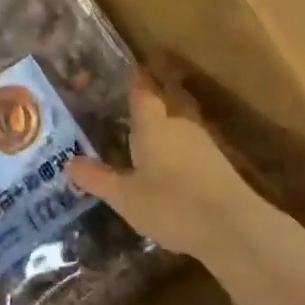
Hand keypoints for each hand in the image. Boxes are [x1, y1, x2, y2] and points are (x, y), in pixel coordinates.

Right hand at [68, 73, 304, 304]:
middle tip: (124, 118)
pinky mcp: (221, 165)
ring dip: (163, 135)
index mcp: (153, 124)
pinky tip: (170, 175)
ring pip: (178, 129)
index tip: (122, 74)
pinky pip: (191, 150)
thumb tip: (69, 163)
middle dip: (146, 111)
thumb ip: (97, 178)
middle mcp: (179, 124)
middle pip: (162, 107)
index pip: (142, 90)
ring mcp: (204, 143)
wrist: (235, 229)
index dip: (133, 81)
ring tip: (144, 149)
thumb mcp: (125, 197)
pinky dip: (179, 156)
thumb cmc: (172, 205)